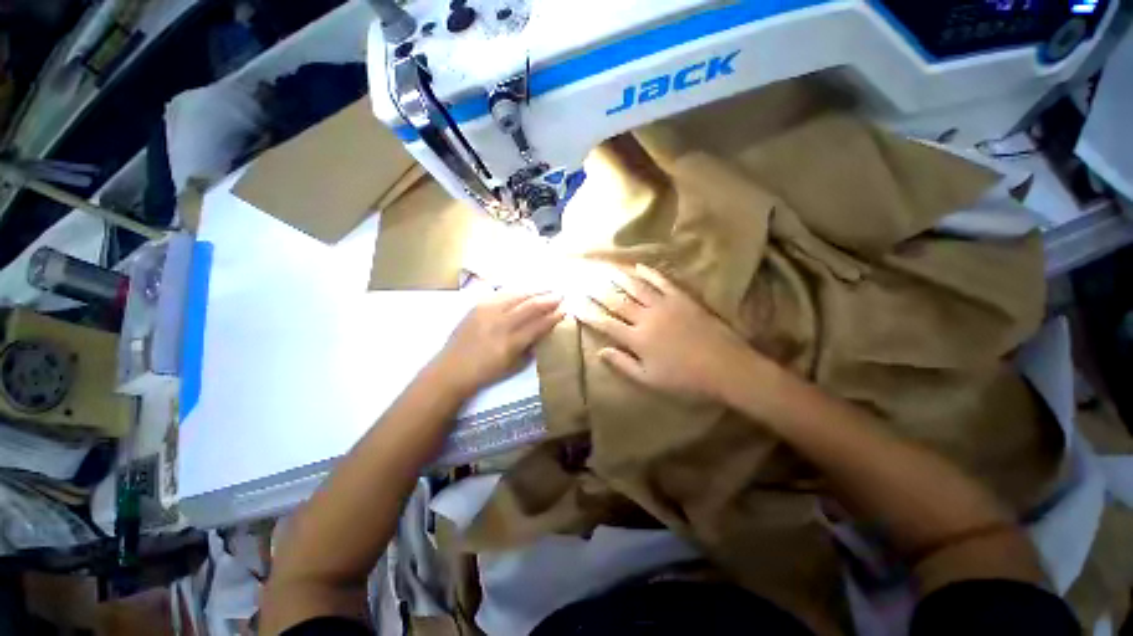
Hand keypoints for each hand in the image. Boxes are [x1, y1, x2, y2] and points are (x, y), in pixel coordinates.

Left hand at [434, 291, 563, 395]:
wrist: (451, 369)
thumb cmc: (484, 372)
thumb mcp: (513, 366)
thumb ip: (529, 347)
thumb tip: (542, 332)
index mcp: (510, 343)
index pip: (538, 325)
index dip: (553, 317)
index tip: (564, 310)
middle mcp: (500, 324)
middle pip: (529, 306)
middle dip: (547, 299)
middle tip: (560, 295)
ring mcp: (487, 312)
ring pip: (516, 296)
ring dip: (534, 291)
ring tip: (546, 288)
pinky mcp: (477, 306)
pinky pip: (501, 294)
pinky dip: (516, 291)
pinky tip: (524, 290)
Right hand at [575, 265, 756, 400]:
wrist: (725, 367)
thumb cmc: (684, 379)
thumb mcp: (649, 379)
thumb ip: (623, 364)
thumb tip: (600, 352)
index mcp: (637, 339)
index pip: (606, 323)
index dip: (589, 314)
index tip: (575, 304)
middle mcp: (646, 317)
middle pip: (616, 301)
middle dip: (598, 291)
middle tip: (584, 280)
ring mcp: (664, 305)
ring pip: (636, 287)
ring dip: (618, 277)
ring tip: (604, 268)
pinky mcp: (681, 299)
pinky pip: (661, 281)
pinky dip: (649, 273)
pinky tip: (638, 266)